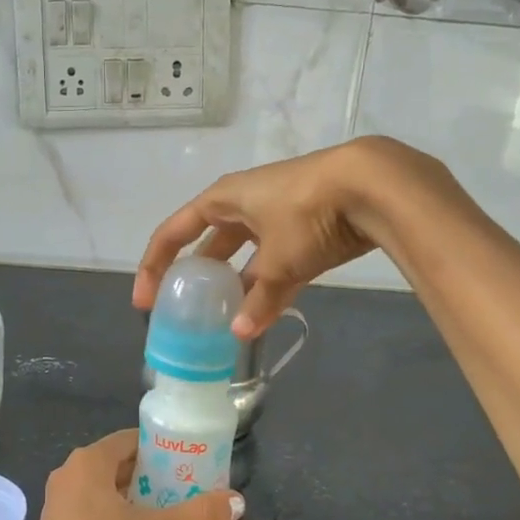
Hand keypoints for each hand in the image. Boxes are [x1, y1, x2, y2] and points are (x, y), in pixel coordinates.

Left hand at [22, 430, 243, 519]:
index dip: (159, 446)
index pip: (129, 439)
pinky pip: (88, 503)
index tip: (184, 458)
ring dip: (129, 491)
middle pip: (115, 460)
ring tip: (162, 505)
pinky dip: (111, 508)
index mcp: (89, 461)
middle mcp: (68, 472)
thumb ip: (198, 514)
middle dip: (147, 470)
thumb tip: (238, 502)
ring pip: (101, 484)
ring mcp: (57, 499)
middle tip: (179, 483)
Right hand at [134, 136, 466, 335]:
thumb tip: (240, 333)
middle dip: (196, 276)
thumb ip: (259, 299)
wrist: (373, 186)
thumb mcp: (279, 262)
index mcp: (224, 200)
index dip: (154, 265)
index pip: (173, 232)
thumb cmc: (308, 213)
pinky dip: (267, 284)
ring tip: (223, 318)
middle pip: (207, 243)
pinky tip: (263, 312)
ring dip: (235, 285)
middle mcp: (244, 203)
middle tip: (184, 310)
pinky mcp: (305, 227)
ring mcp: (275, 214)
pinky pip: (274, 259)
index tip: (146, 301)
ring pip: (244, 255)